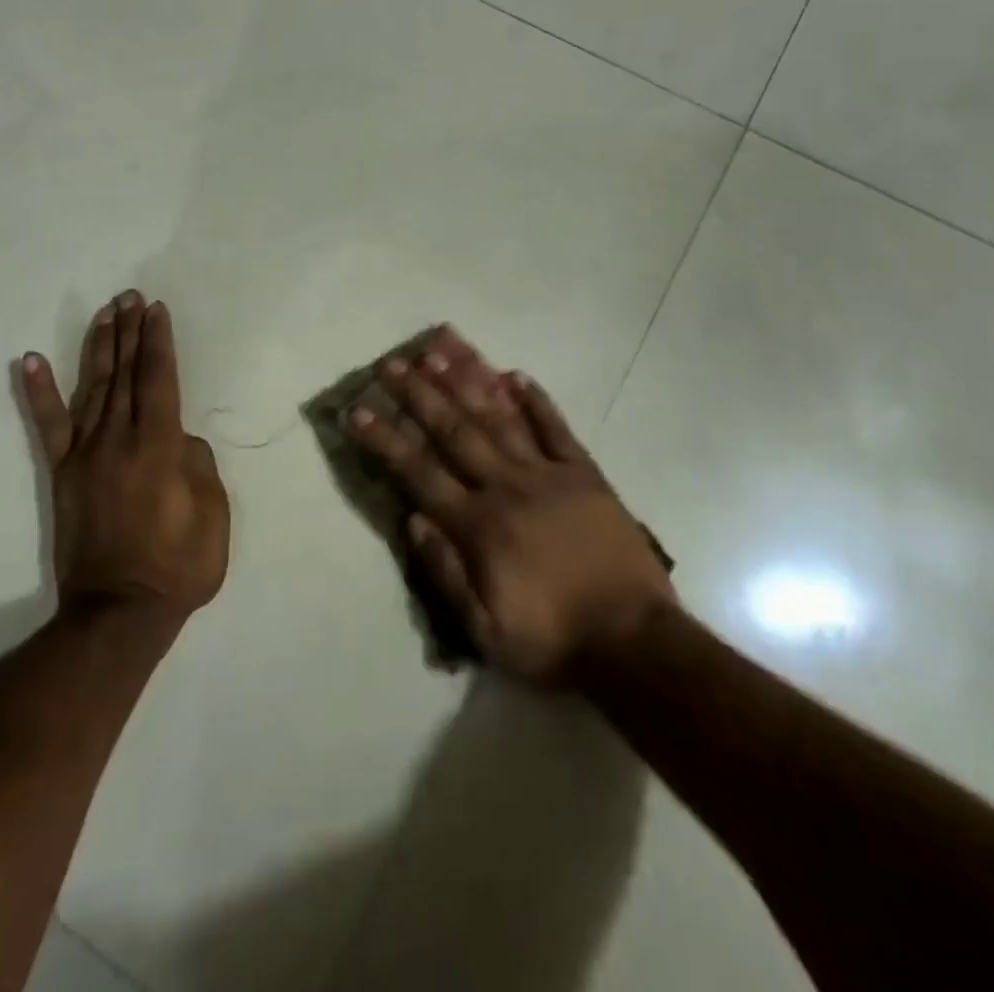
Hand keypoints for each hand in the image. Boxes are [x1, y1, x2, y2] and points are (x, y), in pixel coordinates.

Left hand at [18, 291, 229, 625]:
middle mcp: (118, 440)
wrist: (119, 611)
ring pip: (92, 388)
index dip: (158, 342)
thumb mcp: (213, 515)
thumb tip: (177, 437)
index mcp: (159, 447)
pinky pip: (48, 426)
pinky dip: (38, 392)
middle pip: (125, 374)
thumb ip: (198, 465)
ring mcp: (85, 455)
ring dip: (99, 347)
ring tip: (104, 313)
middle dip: (129, 332)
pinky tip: (31, 360)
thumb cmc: (179, 565)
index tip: (155, 310)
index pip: (159, 379)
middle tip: (130, 297)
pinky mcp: (63, 474)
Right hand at [348, 328, 674, 685]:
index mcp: (479, 525)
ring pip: (500, 418)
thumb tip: (412, 521)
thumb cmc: (553, 641)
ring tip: (442, 350)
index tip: (358, 410)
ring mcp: (549, 474)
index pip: (419, 473)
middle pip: (454, 431)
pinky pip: (557, 429)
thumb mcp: (485, 630)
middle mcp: (507, 487)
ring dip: (468, 382)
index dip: (385, 440)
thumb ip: (445, 572)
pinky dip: (537, 401)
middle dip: (418, 394)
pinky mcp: (585, 475)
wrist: (635, 643)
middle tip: (392, 363)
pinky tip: (517, 375)